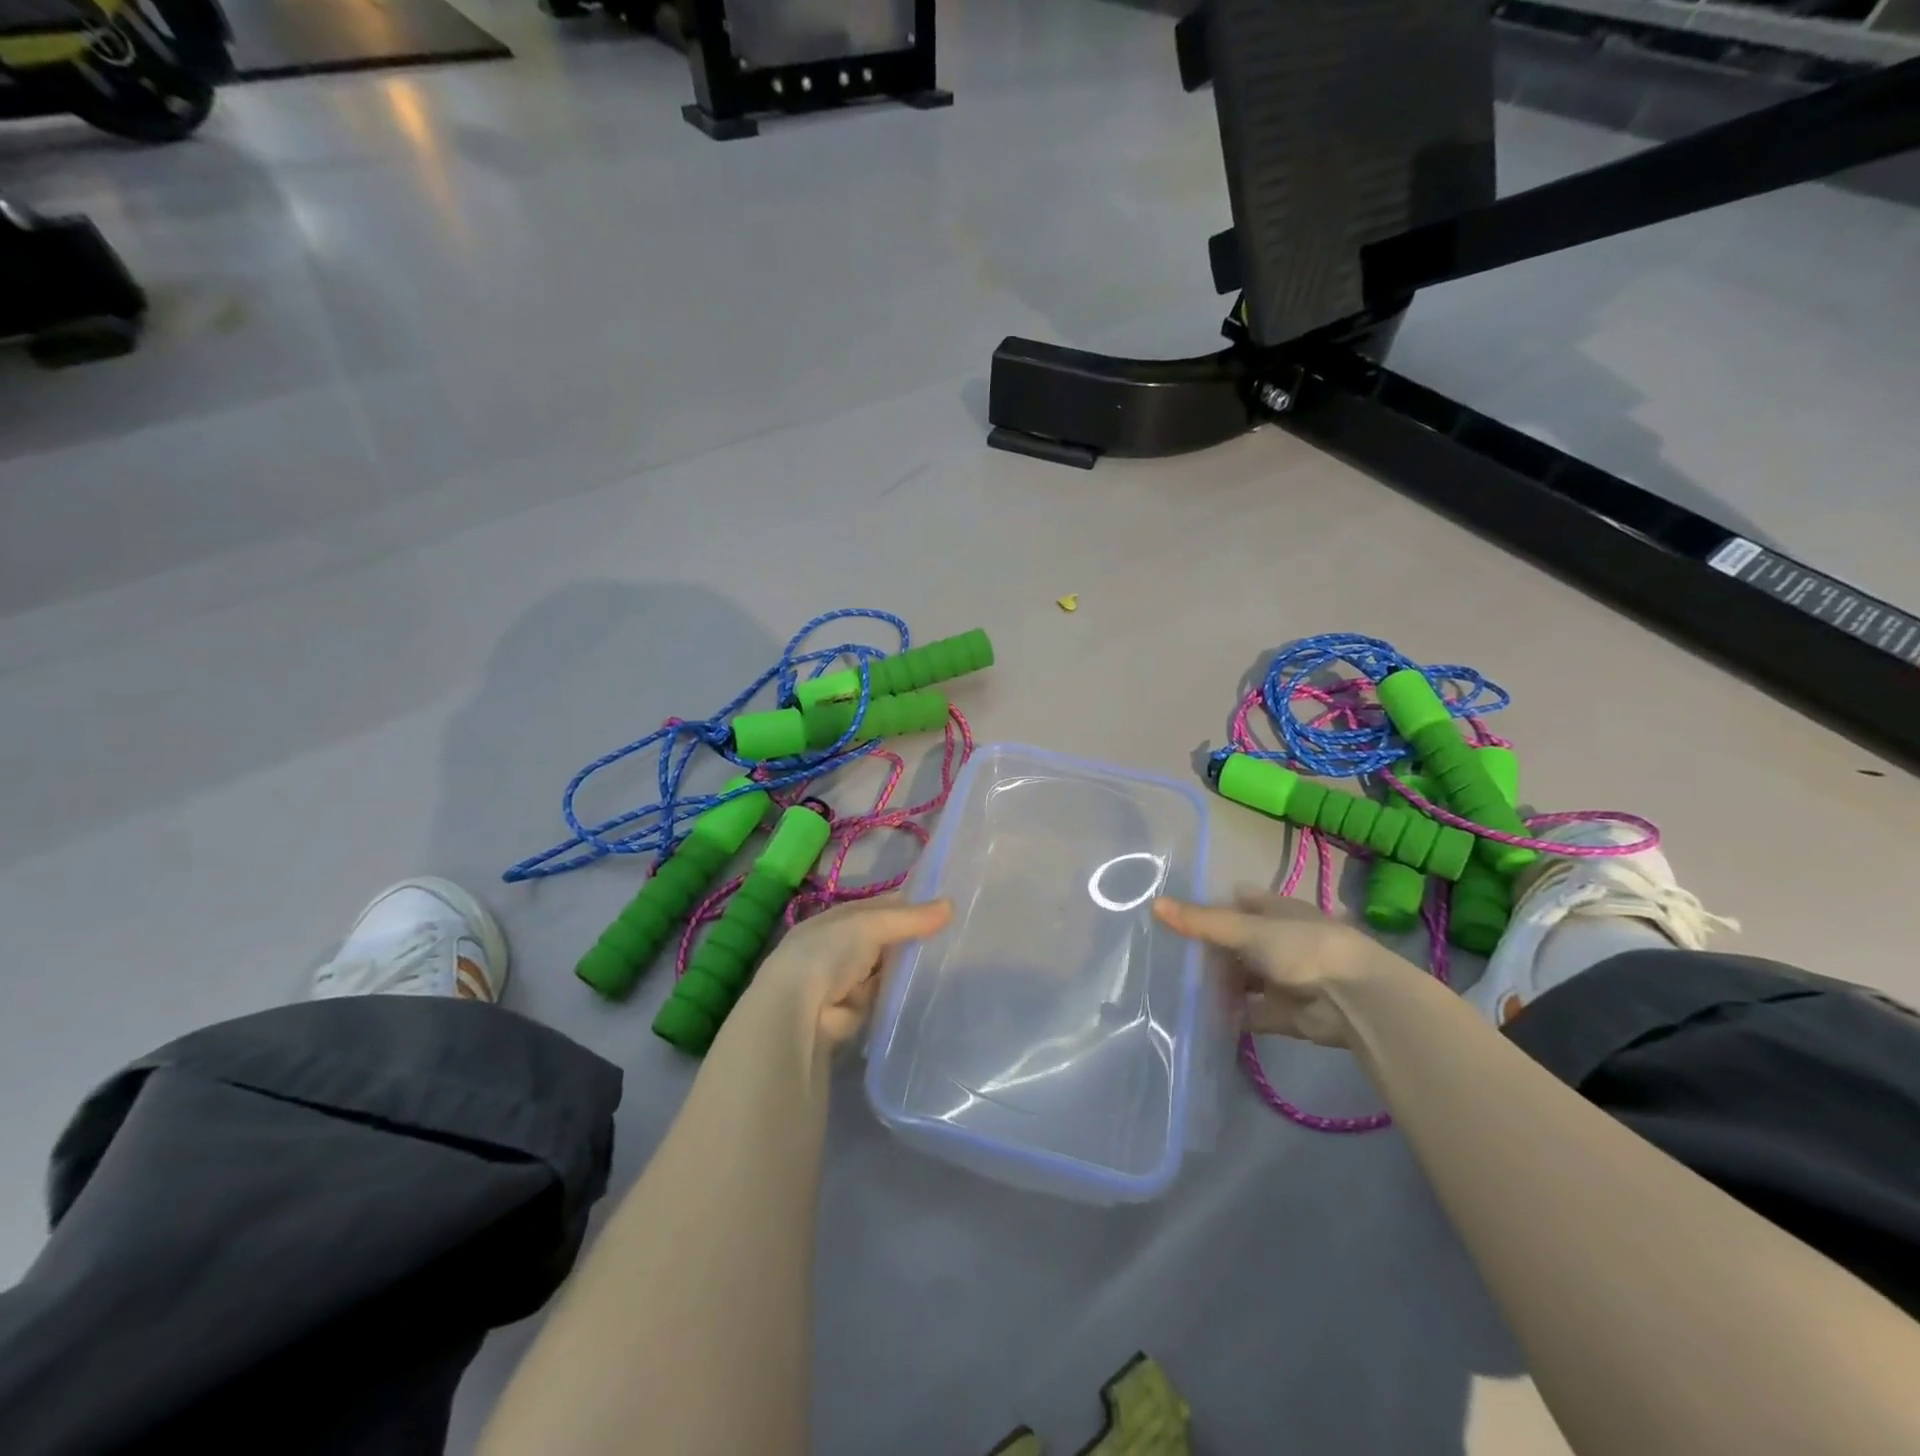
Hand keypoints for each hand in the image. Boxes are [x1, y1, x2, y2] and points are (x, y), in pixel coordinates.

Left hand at [749, 894, 952, 1047]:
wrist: (798, 1010)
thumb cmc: (829, 952)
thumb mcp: (870, 924)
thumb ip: (910, 918)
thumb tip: (950, 905)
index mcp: (838, 919)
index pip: (879, 907)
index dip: (908, 906)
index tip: (943, 907)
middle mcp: (841, 947)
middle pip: (885, 938)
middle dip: (911, 938)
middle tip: (954, 933)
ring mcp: (848, 979)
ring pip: (887, 967)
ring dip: (907, 966)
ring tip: (950, 958)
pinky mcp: (857, 1009)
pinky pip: (886, 994)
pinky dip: (900, 992)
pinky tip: (930, 987)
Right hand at [1153, 890, 1414, 1047]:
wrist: (1354, 1001)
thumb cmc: (1301, 948)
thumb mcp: (1245, 929)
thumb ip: (1201, 922)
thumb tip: (1155, 904)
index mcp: (1276, 910)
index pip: (1238, 903)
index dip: (1211, 907)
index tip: (1176, 915)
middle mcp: (1280, 941)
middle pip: (1237, 943)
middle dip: (1209, 949)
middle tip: (1168, 953)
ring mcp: (1283, 978)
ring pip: (1242, 978)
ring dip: (1219, 983)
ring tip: (1176, 984)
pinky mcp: (1284, 1013)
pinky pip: (1250, 1012)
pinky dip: (1231, 1014)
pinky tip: (1201, 1014)